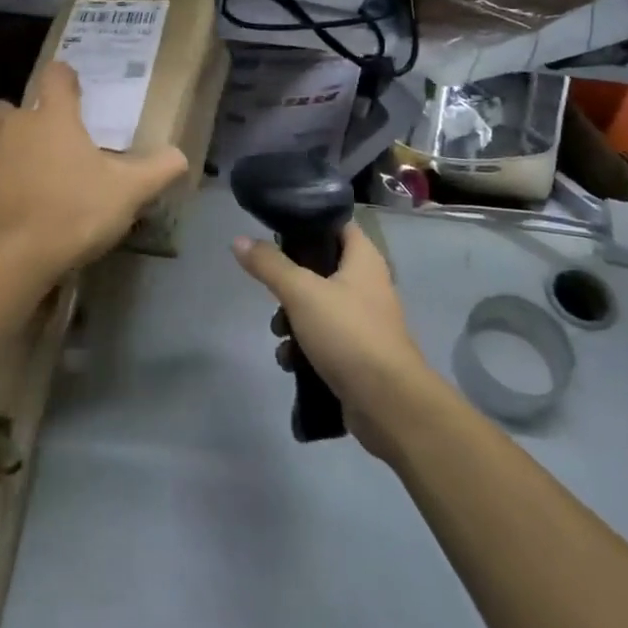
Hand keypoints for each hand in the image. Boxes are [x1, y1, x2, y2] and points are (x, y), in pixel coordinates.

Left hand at [0, 63, 189, 277]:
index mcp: (56, 117)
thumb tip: (182, 155)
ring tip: (3, 163)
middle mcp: (15, 122)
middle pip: (11, 105)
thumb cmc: (78, 214)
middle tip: (37, 144)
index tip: (70, 93)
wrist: (20, 257)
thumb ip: (159, 169)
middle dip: (21, 118)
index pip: (56, 75)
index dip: (64, 79)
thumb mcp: (130, 192)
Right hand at [233, 224, 432, 457]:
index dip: (308, 223)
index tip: (277, 232)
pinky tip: (290, 361)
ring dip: (292, 319)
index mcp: (363, 259)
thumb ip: (269, 265)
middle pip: (321, 268)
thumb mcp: (301, 292)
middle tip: (273, 292)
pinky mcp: (358, 354)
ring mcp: (364, 321)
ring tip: (279, 333)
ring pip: (318, 306)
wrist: (388, 405)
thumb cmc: (348, 334)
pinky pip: (324, 339)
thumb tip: (239, 240)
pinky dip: (304, 347)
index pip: (336, 224)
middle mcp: (367, 284)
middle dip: (290, 282)